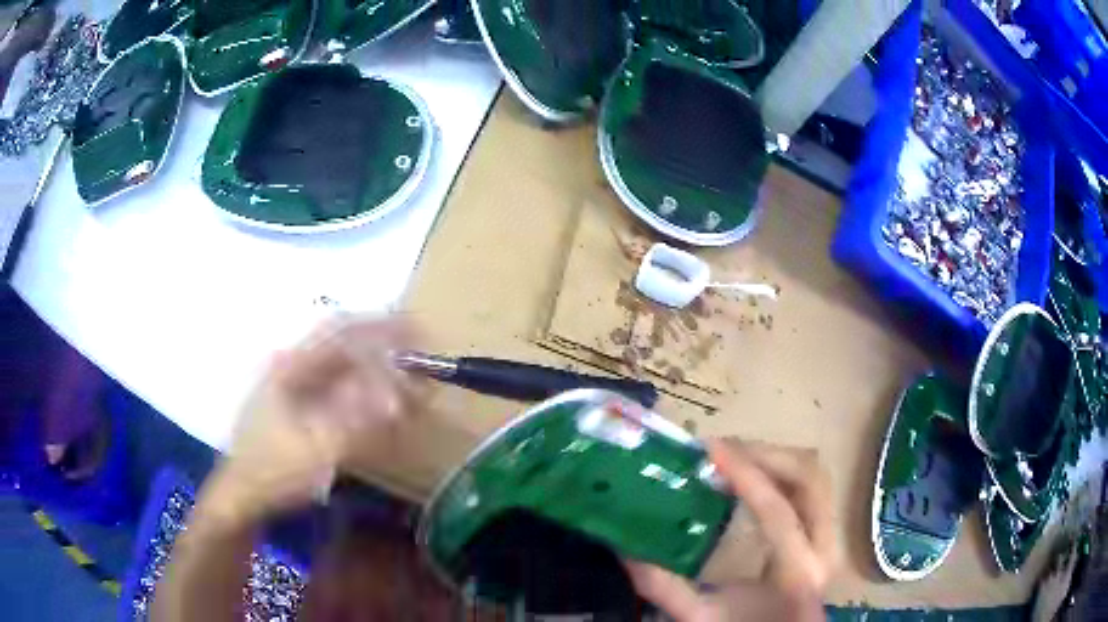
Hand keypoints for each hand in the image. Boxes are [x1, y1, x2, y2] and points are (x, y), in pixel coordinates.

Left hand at [201, 317, 421, 526]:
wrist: (242, 494)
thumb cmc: (273, 470)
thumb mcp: (316, 450)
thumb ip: (356, 422)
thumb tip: (397, 399)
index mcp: (291, 366)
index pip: (342, 331)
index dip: (382, 327)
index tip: (419, 334)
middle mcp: (292, 366)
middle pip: (345, 346)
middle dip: (385, 353)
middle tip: (421, 368)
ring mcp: (293, 386)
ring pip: (343, 368)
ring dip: (377, 374)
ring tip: (409, 389)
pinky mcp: (298, 406)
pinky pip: (338, 390)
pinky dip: (364, 395)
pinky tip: (381, 410)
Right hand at [627, 441, 836, 621]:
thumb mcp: (701, 616)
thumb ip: (663, 588)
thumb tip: (626, 549)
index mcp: (797, 572)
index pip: (777, 510)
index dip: (746, 474)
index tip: (711, 448)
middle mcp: (824, 547)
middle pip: (808, 478)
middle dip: (765, 454)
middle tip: (722, 450)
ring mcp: (832, 536)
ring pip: (814, 475)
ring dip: (776, 458)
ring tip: (735, 457)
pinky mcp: (827, 531)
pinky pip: (812, 486)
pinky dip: (783, 470)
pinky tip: (754, 474)